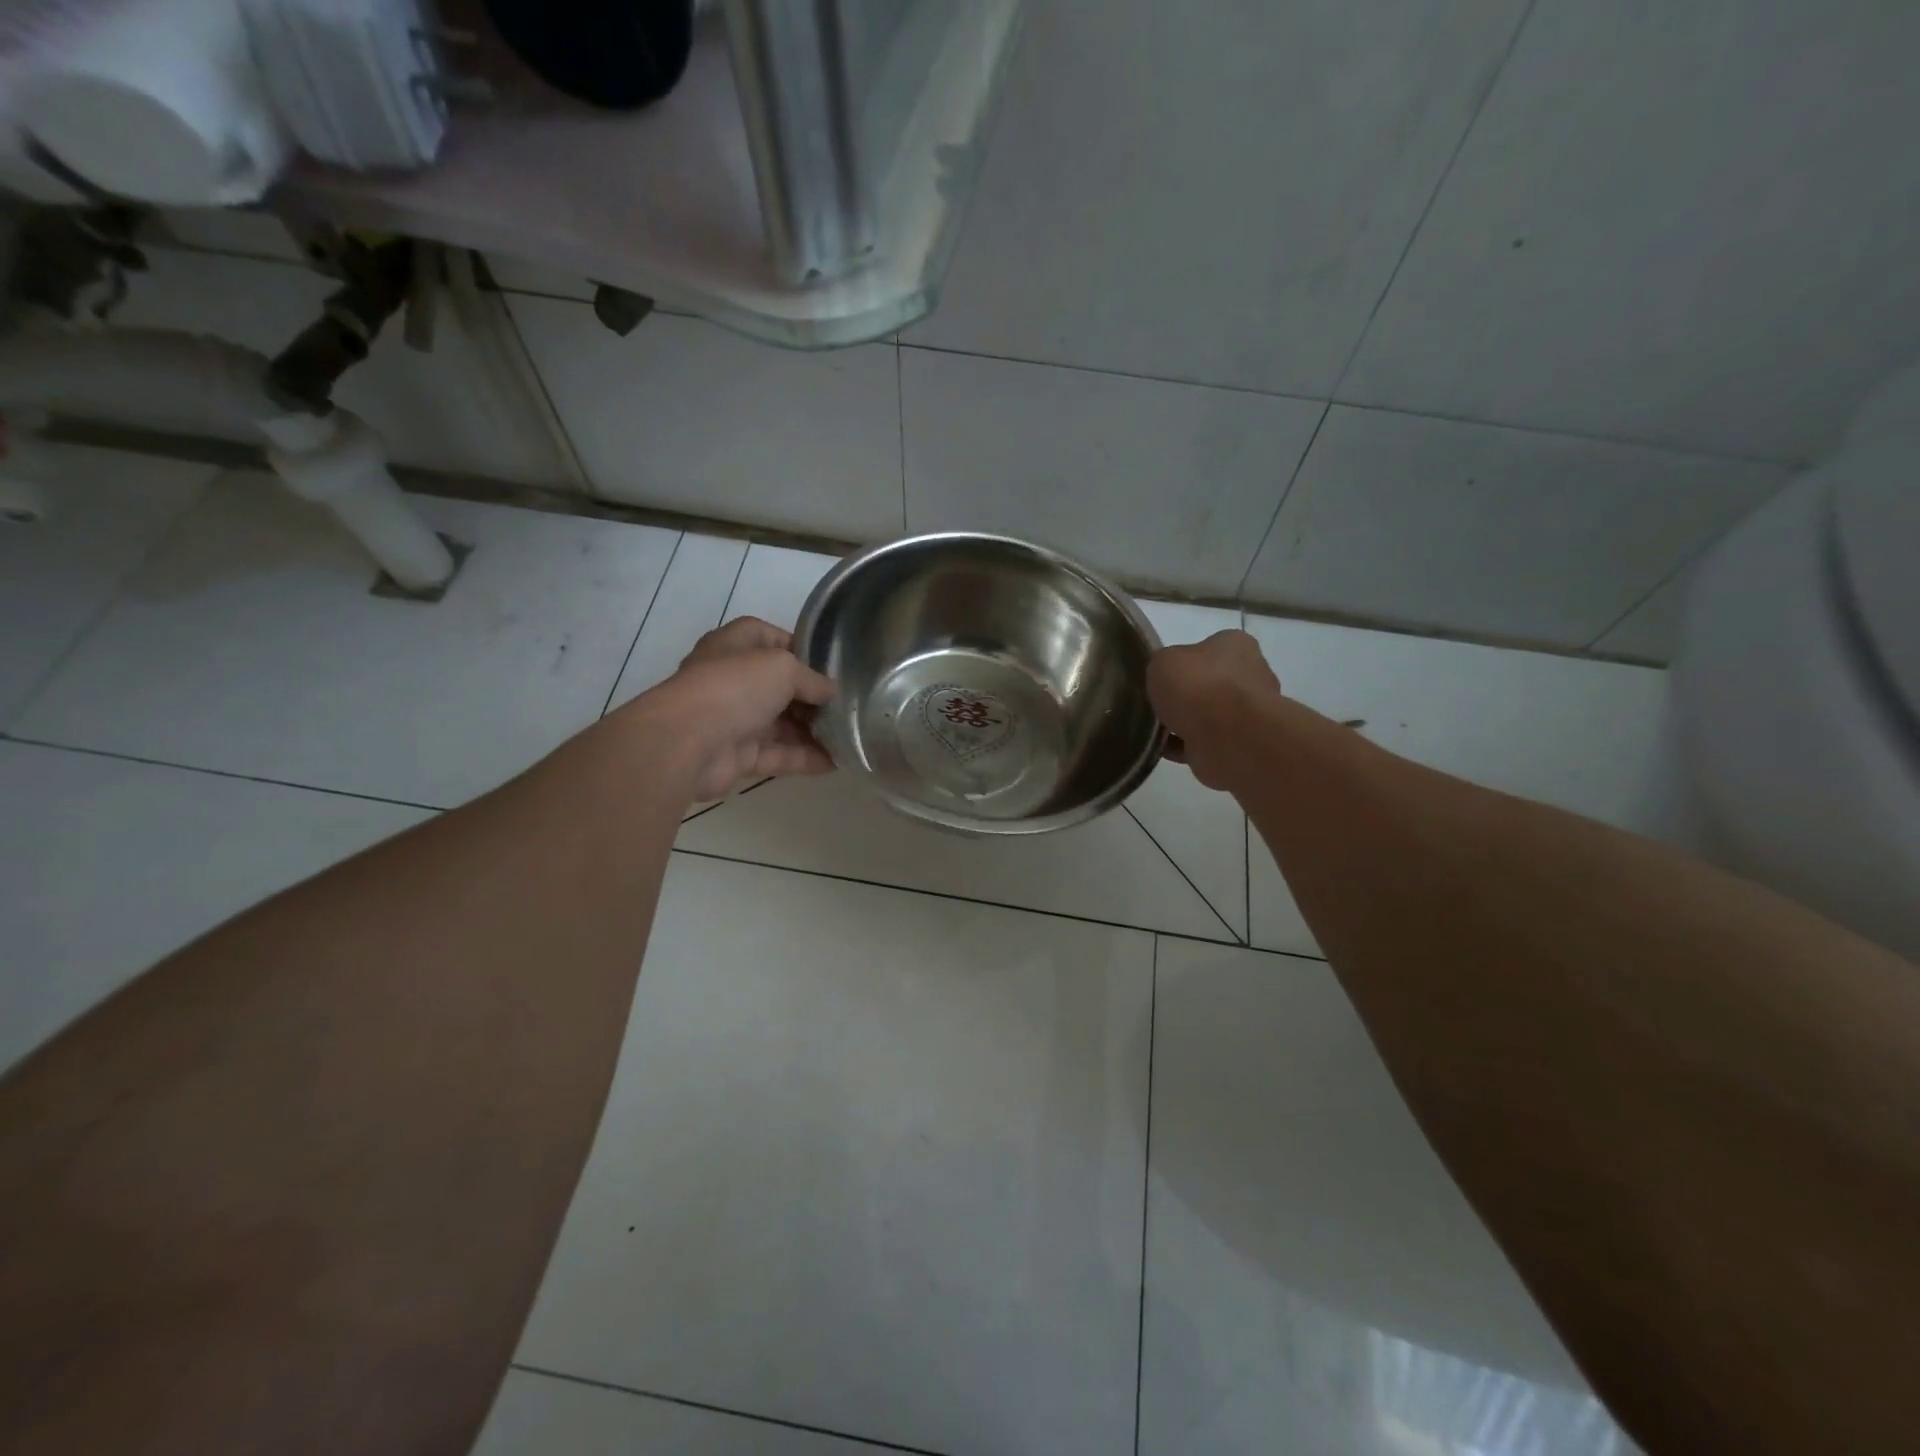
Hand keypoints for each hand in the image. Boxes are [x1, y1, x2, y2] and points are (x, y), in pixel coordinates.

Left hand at [643, 617, 835, 799]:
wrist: (687, 742)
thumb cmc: (735, 687)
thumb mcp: (783, 667)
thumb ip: (812, 679)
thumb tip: (831, 693)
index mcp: (734, 646)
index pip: (768, 637)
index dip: (798, 646)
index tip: (829, 663)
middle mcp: (732, 680)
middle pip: (779, 686)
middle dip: (812, 696)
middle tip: (847, 704)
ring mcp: (734, 719)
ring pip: (781, 724)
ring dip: (813, 731)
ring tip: (850, 736)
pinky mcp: (738, 756)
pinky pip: (779, 755)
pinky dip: (805, 758)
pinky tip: (837, 762)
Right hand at [1147, 629, 1280, 789]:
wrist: (1228, 739)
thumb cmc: (1198, 687)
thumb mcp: (1162, 661)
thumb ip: (1161, 665)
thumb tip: (1165, 678)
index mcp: (1236, 645)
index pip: (1207, 648)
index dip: (1182, 662)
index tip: (1162, 676)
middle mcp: (1250, 675)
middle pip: (1208, 683)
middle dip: (1184, 695)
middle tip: (1155, 703)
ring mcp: (1249, 713)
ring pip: (1206, 715)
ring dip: (1183, 723)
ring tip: (1152, 729)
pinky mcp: (1240, 744)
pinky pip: (1203, 742)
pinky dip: (1183, 746)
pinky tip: (1161, 748)